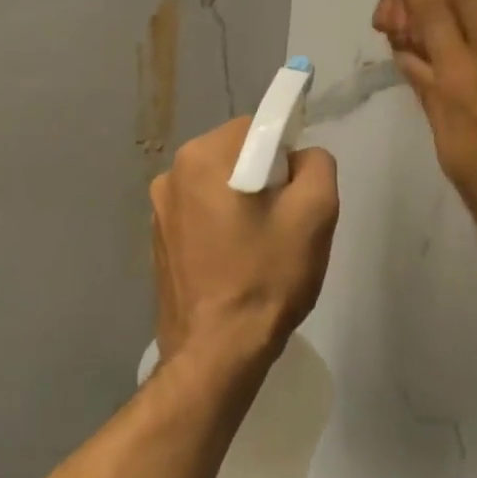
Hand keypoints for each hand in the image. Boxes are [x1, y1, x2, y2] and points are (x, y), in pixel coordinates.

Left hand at [151, 119, 339, 365]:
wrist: (216, 350)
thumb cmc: (266, 277)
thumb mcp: (315, 213)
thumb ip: (317, 164)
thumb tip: (300, 157)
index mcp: (202, 156)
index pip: (258, 127)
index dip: (287, 155)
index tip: (297, 193)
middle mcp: (171, 174)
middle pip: (236, 155)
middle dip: (265, 179)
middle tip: (285, 224)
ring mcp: (159, 210)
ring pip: (219, 186)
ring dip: (244, 204)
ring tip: (261, 248)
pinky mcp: (159, 241)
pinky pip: (202, 215)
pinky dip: (223, 227)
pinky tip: (237, 263)